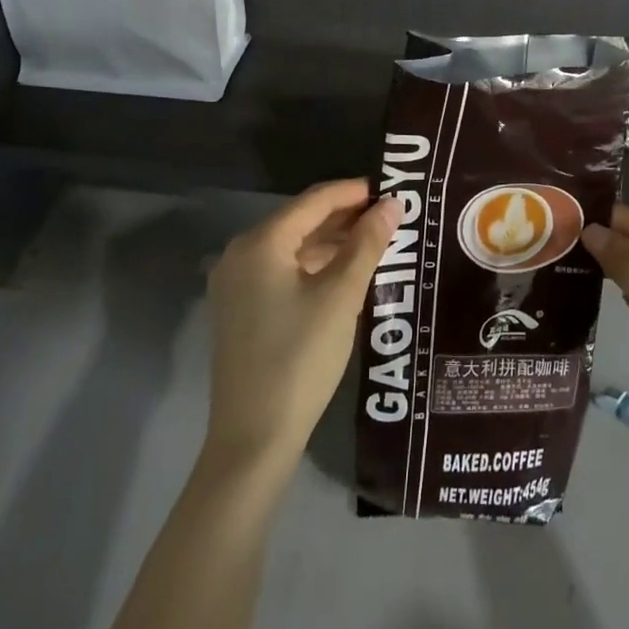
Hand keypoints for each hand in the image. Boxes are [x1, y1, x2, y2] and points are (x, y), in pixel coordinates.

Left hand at [204, 180, 401, 471]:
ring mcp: (236, 284)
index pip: (314, 200)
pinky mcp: (240, 310)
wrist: (254, 437)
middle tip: (389, 217)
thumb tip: (392, 204)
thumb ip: (367, 244)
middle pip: (300, 221)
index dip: (353, 192)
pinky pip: (282, 271)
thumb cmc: (301, 357)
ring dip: (332, 242)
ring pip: (292, 247)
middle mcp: (241, 254)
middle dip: (345, 217)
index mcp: (261, 242)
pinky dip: (314, 266)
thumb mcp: (341, 296)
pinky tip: (344, 274)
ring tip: (375, 243)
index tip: (390, 190)